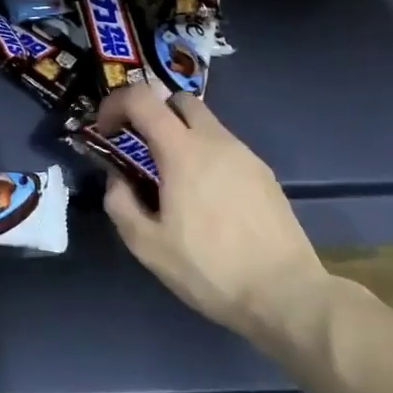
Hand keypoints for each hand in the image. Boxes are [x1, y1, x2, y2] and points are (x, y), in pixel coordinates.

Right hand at [97, 88, 328, 346]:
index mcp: (182, 151)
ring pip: (205, 123)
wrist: (285, 293)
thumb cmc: (210, 269)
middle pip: (178, 99)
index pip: (142, 98)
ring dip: (180, 135)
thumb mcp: (148, 246)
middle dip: (152, 112)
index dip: (115, 104)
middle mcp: (215, 141)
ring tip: (173, 178)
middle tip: (140, 146)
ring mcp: (244, 154)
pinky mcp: (263, 173)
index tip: (106, 130)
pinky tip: (206, 197)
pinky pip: (225, 147)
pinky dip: (205, 155)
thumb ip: (121, 203)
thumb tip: (117, 179)